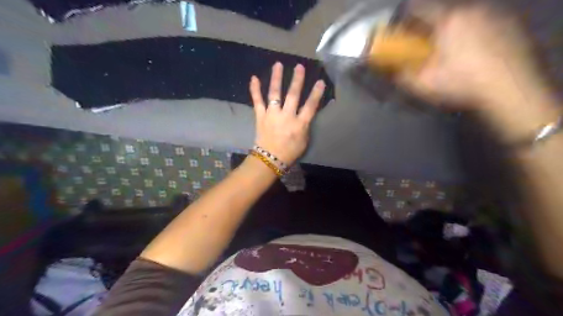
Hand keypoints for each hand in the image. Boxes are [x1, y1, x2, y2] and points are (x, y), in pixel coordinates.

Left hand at [250, 62, 325, 164]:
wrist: (269, 159)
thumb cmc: (289, 152)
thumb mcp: (304, 140)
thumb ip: (305, 125)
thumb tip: (306, 113)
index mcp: (299, 124)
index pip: (310, 106)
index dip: (316, 93)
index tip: (320, 81)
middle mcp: (286, 116)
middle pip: (293, 95)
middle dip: (297, 80)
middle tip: (299, 66)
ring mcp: (272, 115)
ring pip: (274, 93)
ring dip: (276, 78)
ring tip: (278, 64)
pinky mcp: (260, 116)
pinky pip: (257, 101)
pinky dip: (254, 90)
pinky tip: (253, 77)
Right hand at [395, 0, 545, 110]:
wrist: (511, 89)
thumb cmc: (462, 84)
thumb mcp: (425, 86)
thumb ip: (404, 77)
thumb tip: (393, 73)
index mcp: (448, 21)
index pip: (421, 9)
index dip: (408, 18)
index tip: (403, 29)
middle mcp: (472, 10)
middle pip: (443, 13)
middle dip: (431, 27)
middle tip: (426, 44)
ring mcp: (495, 15)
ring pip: (464, 17)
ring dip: (453, 29)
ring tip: (451, 49)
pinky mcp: (511, 24)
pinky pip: (483, 23)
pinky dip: (473, 32)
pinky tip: (474, 52)